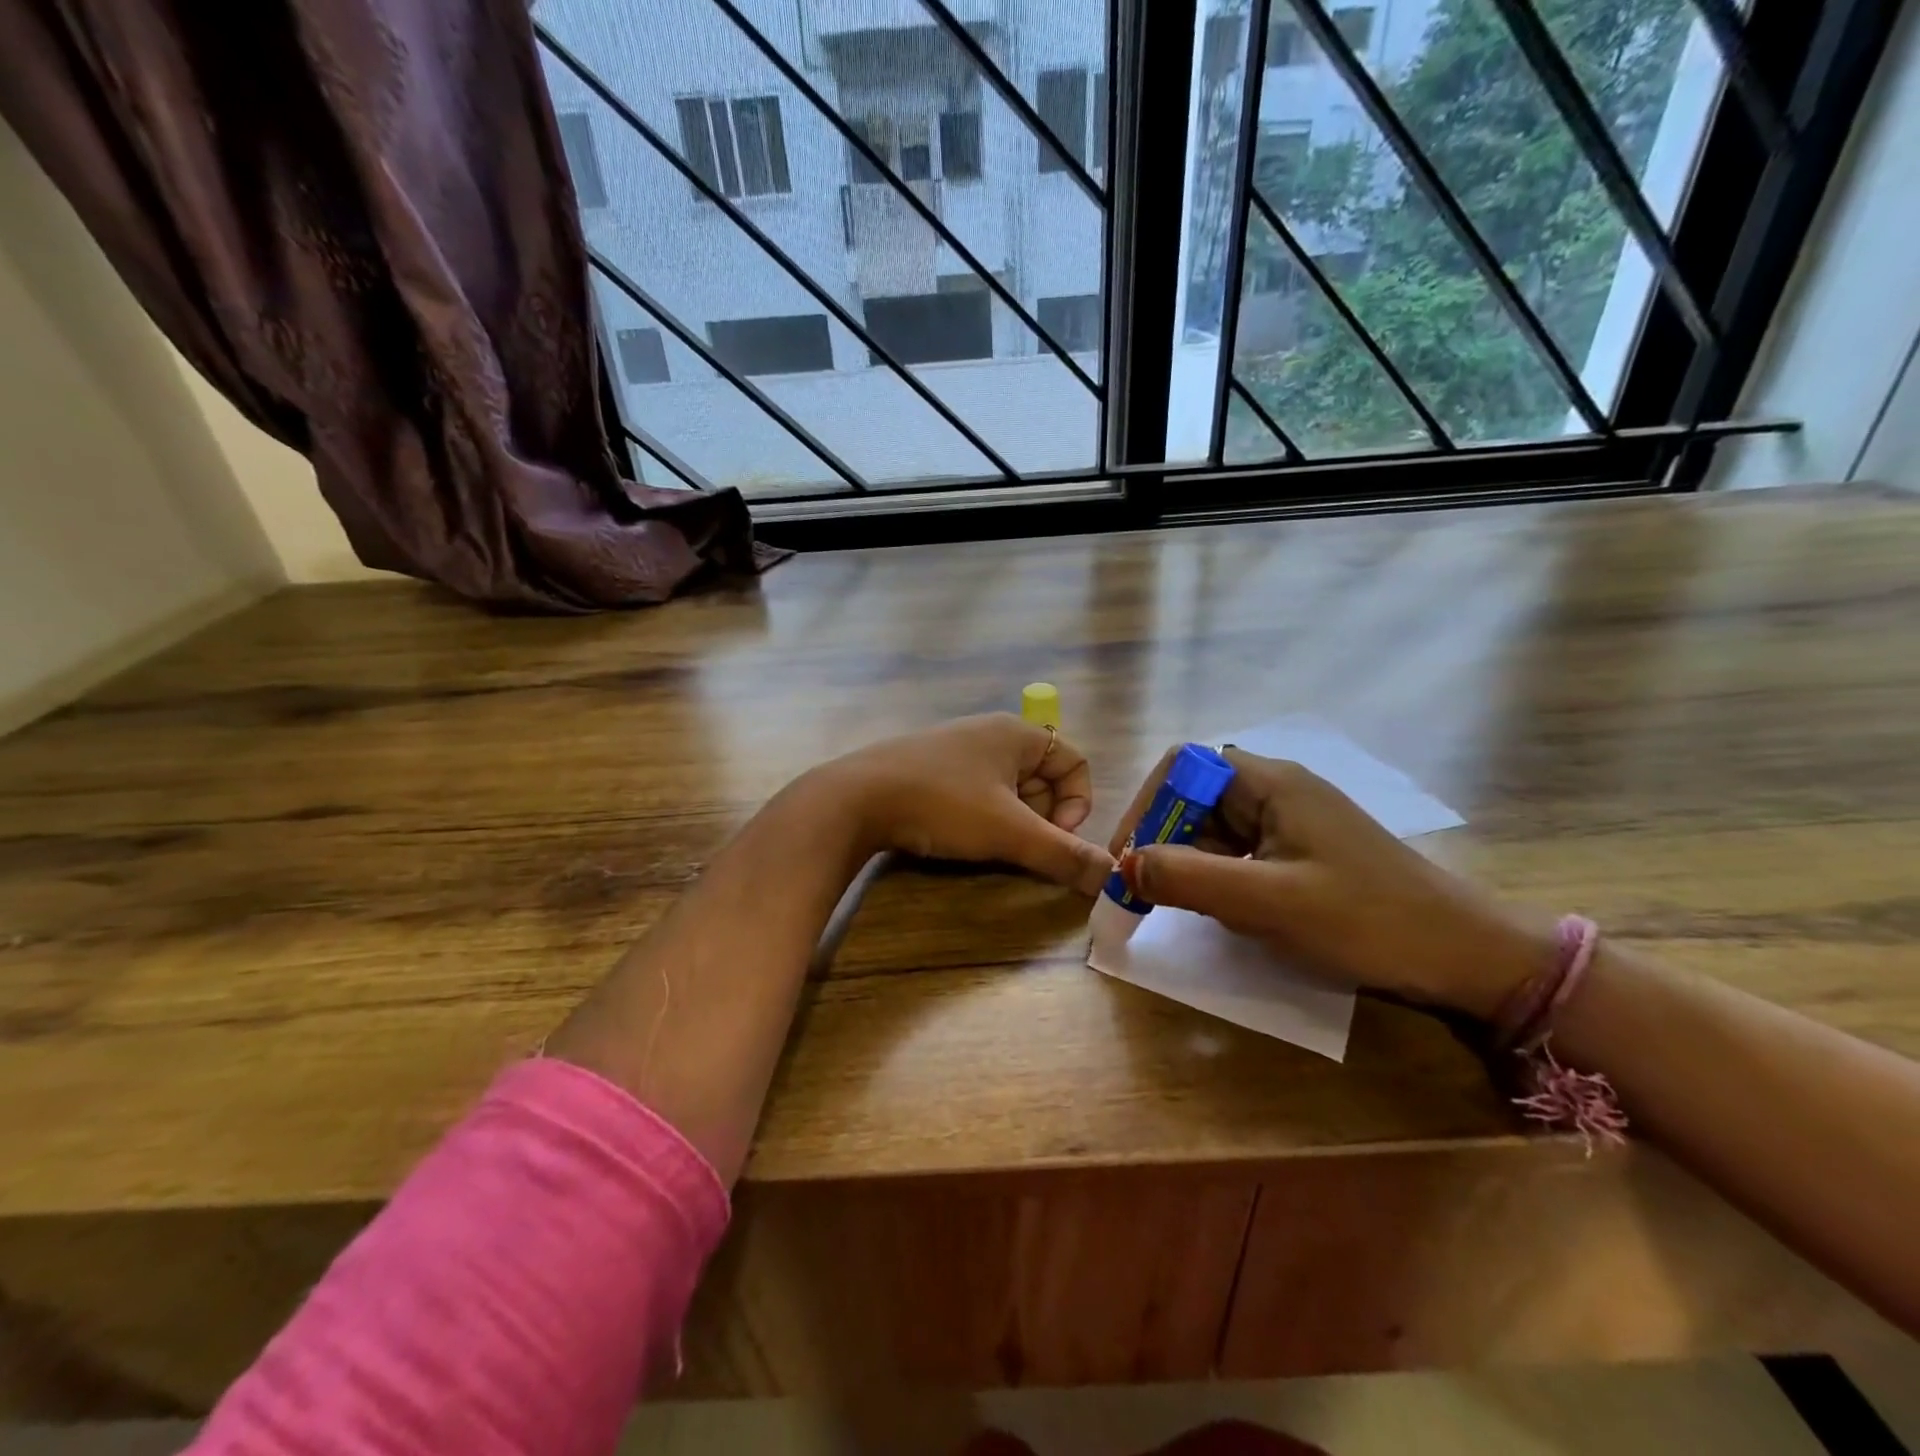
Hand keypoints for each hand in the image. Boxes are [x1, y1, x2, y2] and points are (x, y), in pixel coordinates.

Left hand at [823, 714, 1114, 894]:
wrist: (854, 799)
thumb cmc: (943, 804)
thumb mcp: (1009, 832)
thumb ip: (1064, 854)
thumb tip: (1114, 877)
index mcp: (1017, 734)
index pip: (1075, 762)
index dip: (1077, 803)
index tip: (1054, 836)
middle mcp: (990, 733)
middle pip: (1042, 778)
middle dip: (1041, 818)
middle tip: (1018, 846)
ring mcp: (956, 750)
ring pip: (1007, 790)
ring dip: (1010, 822)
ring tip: (988, 846)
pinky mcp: (929, 769)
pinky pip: (975, 793)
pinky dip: (980, 818)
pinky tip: (958, 837)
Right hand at [1111, 747, 1555, 1017]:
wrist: (1469, 957)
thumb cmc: (1367, 920)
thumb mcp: (1267, 902)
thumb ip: (1188, 879)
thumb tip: (1121, 866)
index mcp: (1271, 782)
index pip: (1183, 767)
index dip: (1147, 805)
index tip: (1129, 856)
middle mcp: (1279, 791)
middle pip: (1196, 798)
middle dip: (1165, 841)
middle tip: (1148, 893)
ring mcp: (1294, 823)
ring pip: (1217, 830)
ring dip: (1192, 864)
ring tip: (1190, 909)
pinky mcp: (1306, 854)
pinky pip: (1243, 854)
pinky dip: (1222, 880)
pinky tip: (1230, 915)